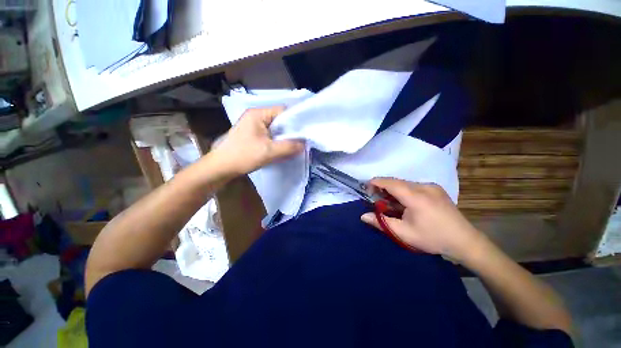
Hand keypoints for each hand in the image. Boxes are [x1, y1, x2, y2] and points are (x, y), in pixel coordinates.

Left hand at [212, 106, 304, 174]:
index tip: (305, 131)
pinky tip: (283, 148)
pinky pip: (270, 135)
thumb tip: (304, 144)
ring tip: (295, 145)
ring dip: (284, 137)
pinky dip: (277, 141)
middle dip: (291, 130)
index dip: (295, 119)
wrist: (221, 168)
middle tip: (302, 140)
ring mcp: (253, 126)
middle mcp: (256, 116)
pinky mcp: (253, 135)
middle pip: (279, 120)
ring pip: (275, 129)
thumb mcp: (269, 151)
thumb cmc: (243, 156)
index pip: (282, 111)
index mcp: (258, 114)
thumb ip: (288, 147)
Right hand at [361, 178, 487, 262]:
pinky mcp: (436, 189)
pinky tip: (405, 202)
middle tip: (376, 197)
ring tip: (390, 202)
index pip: (391, 183)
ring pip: (405, 183)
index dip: (376, 182)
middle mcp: (424, 187)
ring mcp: (432, 187)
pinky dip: (404, 190)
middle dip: (384, 187)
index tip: (366, 186)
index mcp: (416, 197)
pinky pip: (414, 186)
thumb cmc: (432, 238)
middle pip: (397, 182)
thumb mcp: (404, 233)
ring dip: (394, 189)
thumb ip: (381, 223)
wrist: (465, 241)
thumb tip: (363, 216)